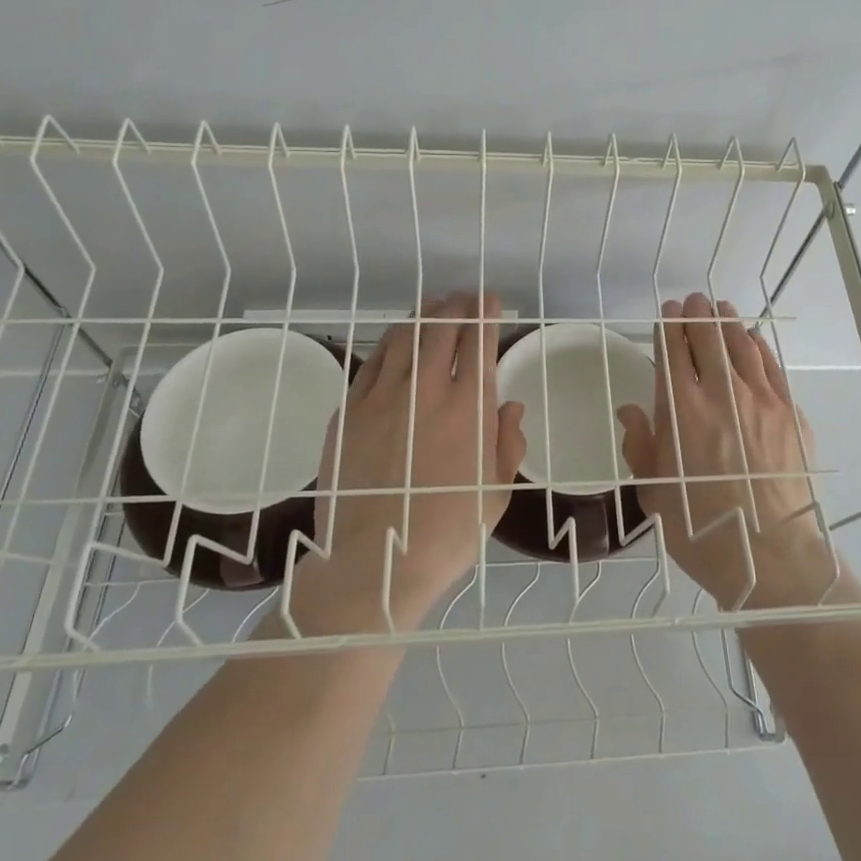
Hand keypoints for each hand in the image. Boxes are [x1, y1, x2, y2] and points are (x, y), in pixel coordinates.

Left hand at [286, 291, 523, 632]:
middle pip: (441, 329)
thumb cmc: (447, 532)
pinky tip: (396, 340)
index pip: (479, 342)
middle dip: (456, 306)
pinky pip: (372, 362)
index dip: (485, 314)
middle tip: (463, 297)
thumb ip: (508, 444)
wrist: (376, 563)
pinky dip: (390, 342)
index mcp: (469, 408)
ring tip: (431, 307)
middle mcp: (425, 391)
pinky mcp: (349, 412)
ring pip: (404, 337)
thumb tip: (511, 407)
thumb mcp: (496, 494)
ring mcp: (382, 398)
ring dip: (422, 316)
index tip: (489, 300)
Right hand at [617, 293, 846, 609]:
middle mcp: (720, 394)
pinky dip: (758, 346)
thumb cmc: (702, 528)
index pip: (672, 353)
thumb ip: (641, 445)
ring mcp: (760, 400)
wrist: (770, 555)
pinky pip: (771, 366)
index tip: (668, 312)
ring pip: (741, 345)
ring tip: (720, 308)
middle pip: (708, 339)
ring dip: (727, 322)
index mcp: (681, 411)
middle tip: (693, 301)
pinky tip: (752, 338)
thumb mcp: (654, 492)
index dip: (669, 327)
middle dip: (697, 314)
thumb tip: (631, 410)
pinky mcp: (789, 412)